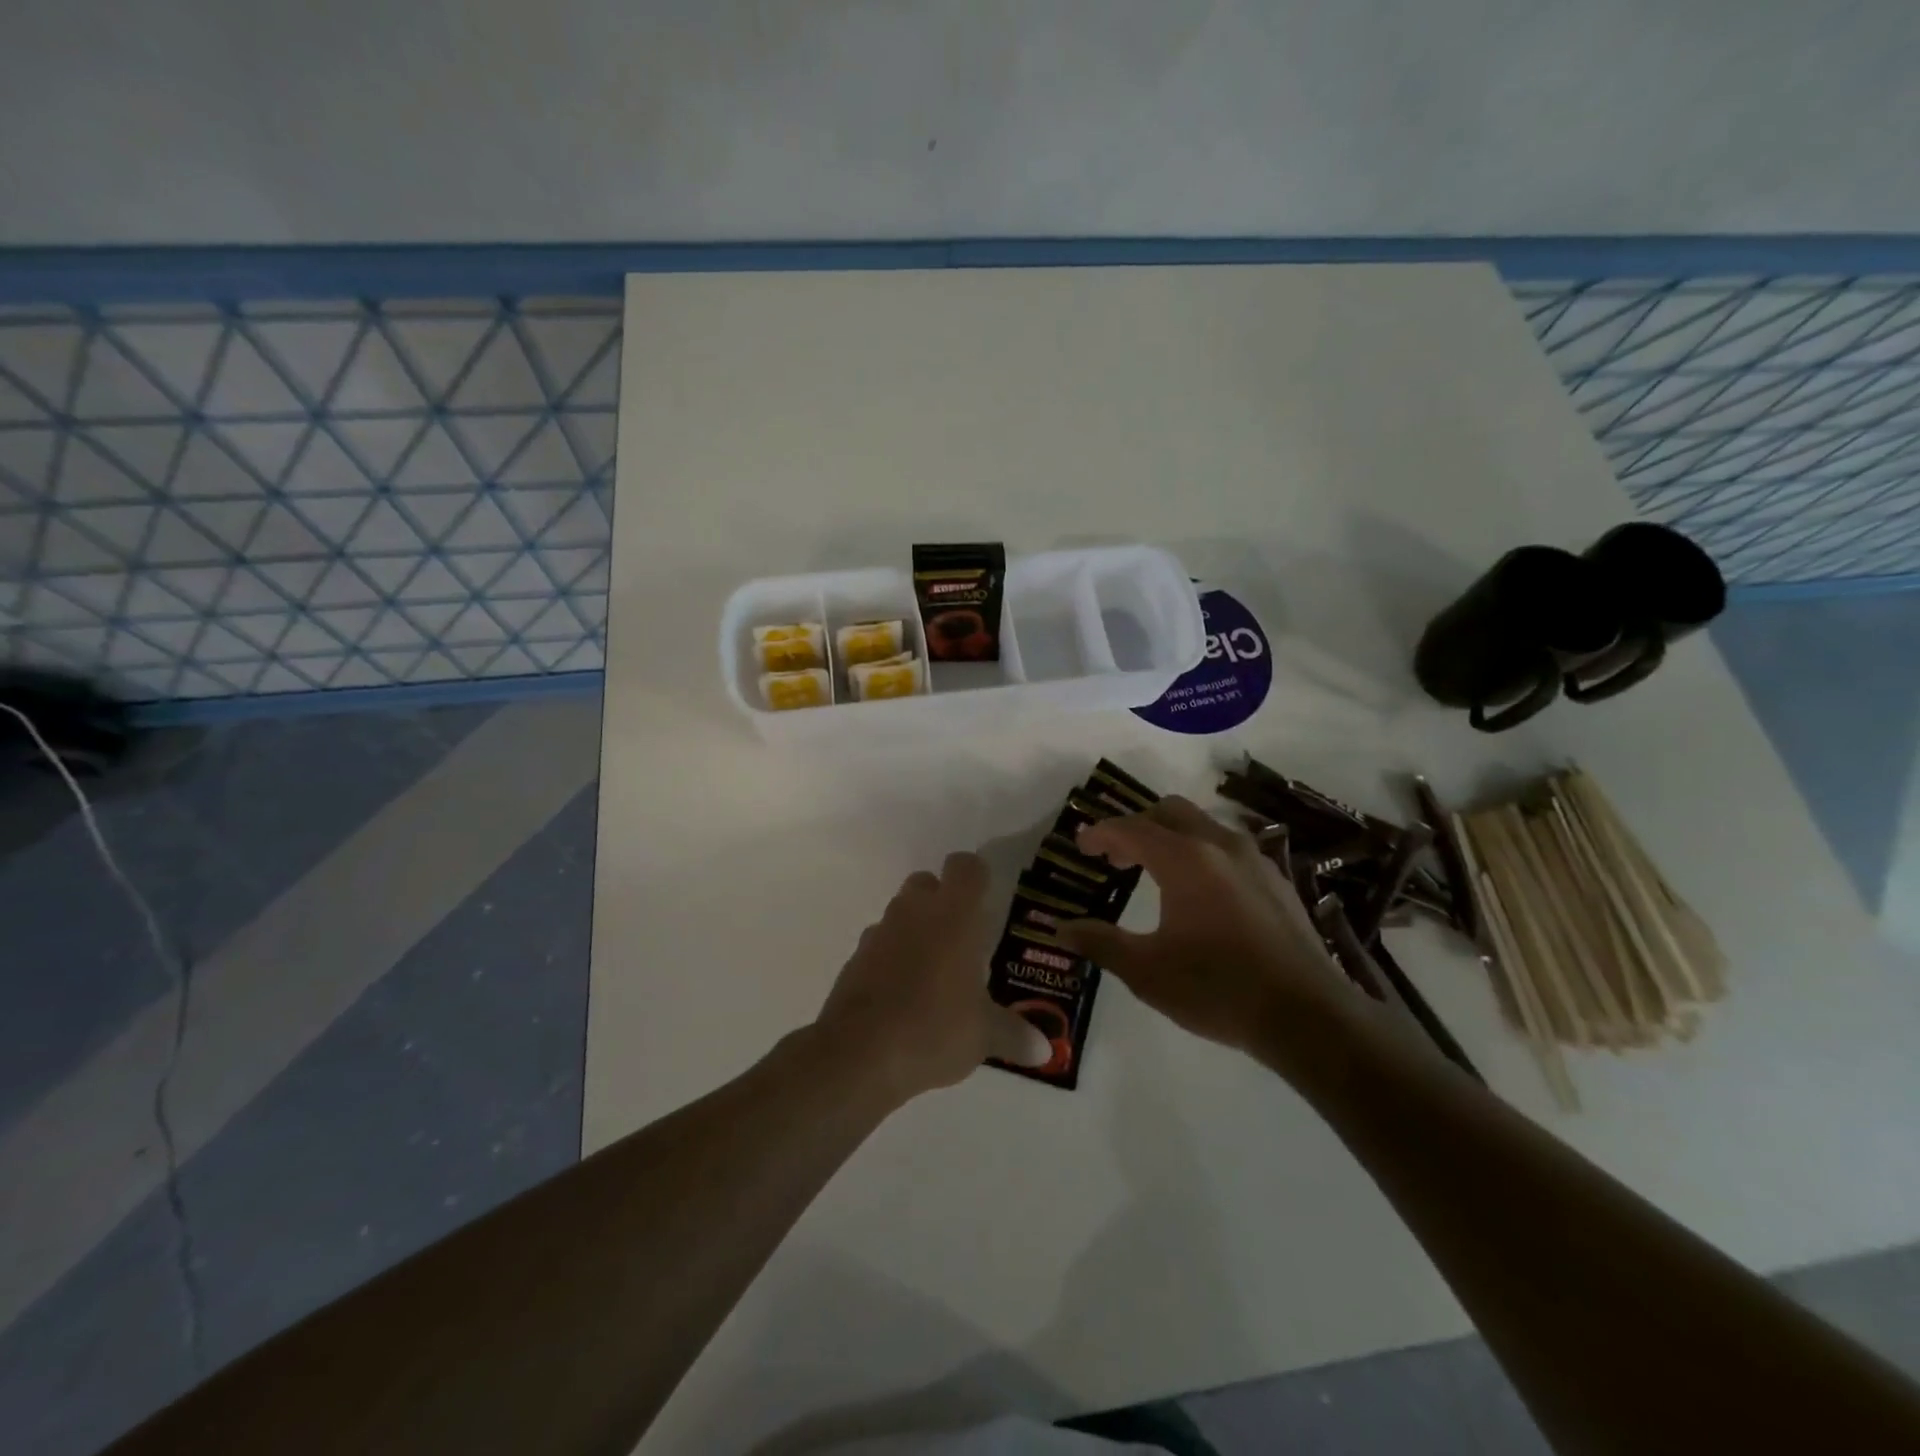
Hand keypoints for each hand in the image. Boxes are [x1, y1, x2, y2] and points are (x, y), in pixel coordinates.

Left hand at [814, 852, 1050, 1105]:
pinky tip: (903, 993)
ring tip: (934, 969)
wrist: (859, 1054)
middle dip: (942, 899)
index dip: (977, 876)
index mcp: (953, 915)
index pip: (966, 867)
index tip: (987, 898)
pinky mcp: (855, 959)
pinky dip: (890, 957)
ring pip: (900, 911)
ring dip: (915, 927)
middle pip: (926, 881)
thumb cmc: (934, 1028)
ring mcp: (879, 933)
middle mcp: (914, 912)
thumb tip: (1043, 1050)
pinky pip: (878, 944)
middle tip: (962, 936)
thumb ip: (1014, 1034)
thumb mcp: (983, 1035)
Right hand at [1055, 797, 1344, 1060]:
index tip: (1081, 847)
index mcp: (1184, 859)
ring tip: (1157, 872)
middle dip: (1137, 826)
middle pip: (1169, 811)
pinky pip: (1230, 847)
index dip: (1100, 833)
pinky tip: (1203, 893)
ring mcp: (1255, 859)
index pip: (1131, 829)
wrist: (1307, 1016)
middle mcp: (1219, 845)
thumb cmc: (1217, 988)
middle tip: (1117, 858)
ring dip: (1172, 836)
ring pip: (1204, 824)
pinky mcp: (1277, 880)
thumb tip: (1061, 928)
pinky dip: (1203, 852)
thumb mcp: (1146, 972)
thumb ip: (1100, 943)